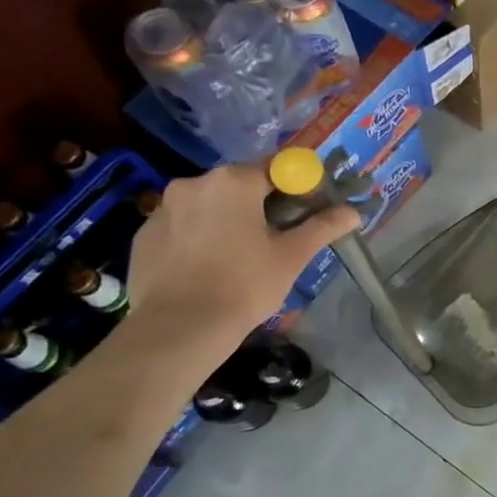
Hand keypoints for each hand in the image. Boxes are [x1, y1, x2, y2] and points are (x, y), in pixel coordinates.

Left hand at [126, 164, 358, 336]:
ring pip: (208, 205)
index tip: (307, 210)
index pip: (277, 167)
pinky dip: (197, 237)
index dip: (297, 185)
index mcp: (235, 181)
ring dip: (226, 219)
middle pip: (240, 184)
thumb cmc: (244, 285)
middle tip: (277, 237)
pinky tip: (207, 268)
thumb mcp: (292, 256)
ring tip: (238, 257)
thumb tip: (353, 212)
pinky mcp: (142, 235)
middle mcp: (194, 183)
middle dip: (260, 203)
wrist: (178, 329)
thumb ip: (323, 227)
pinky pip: (181, 226)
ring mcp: (162, 208)